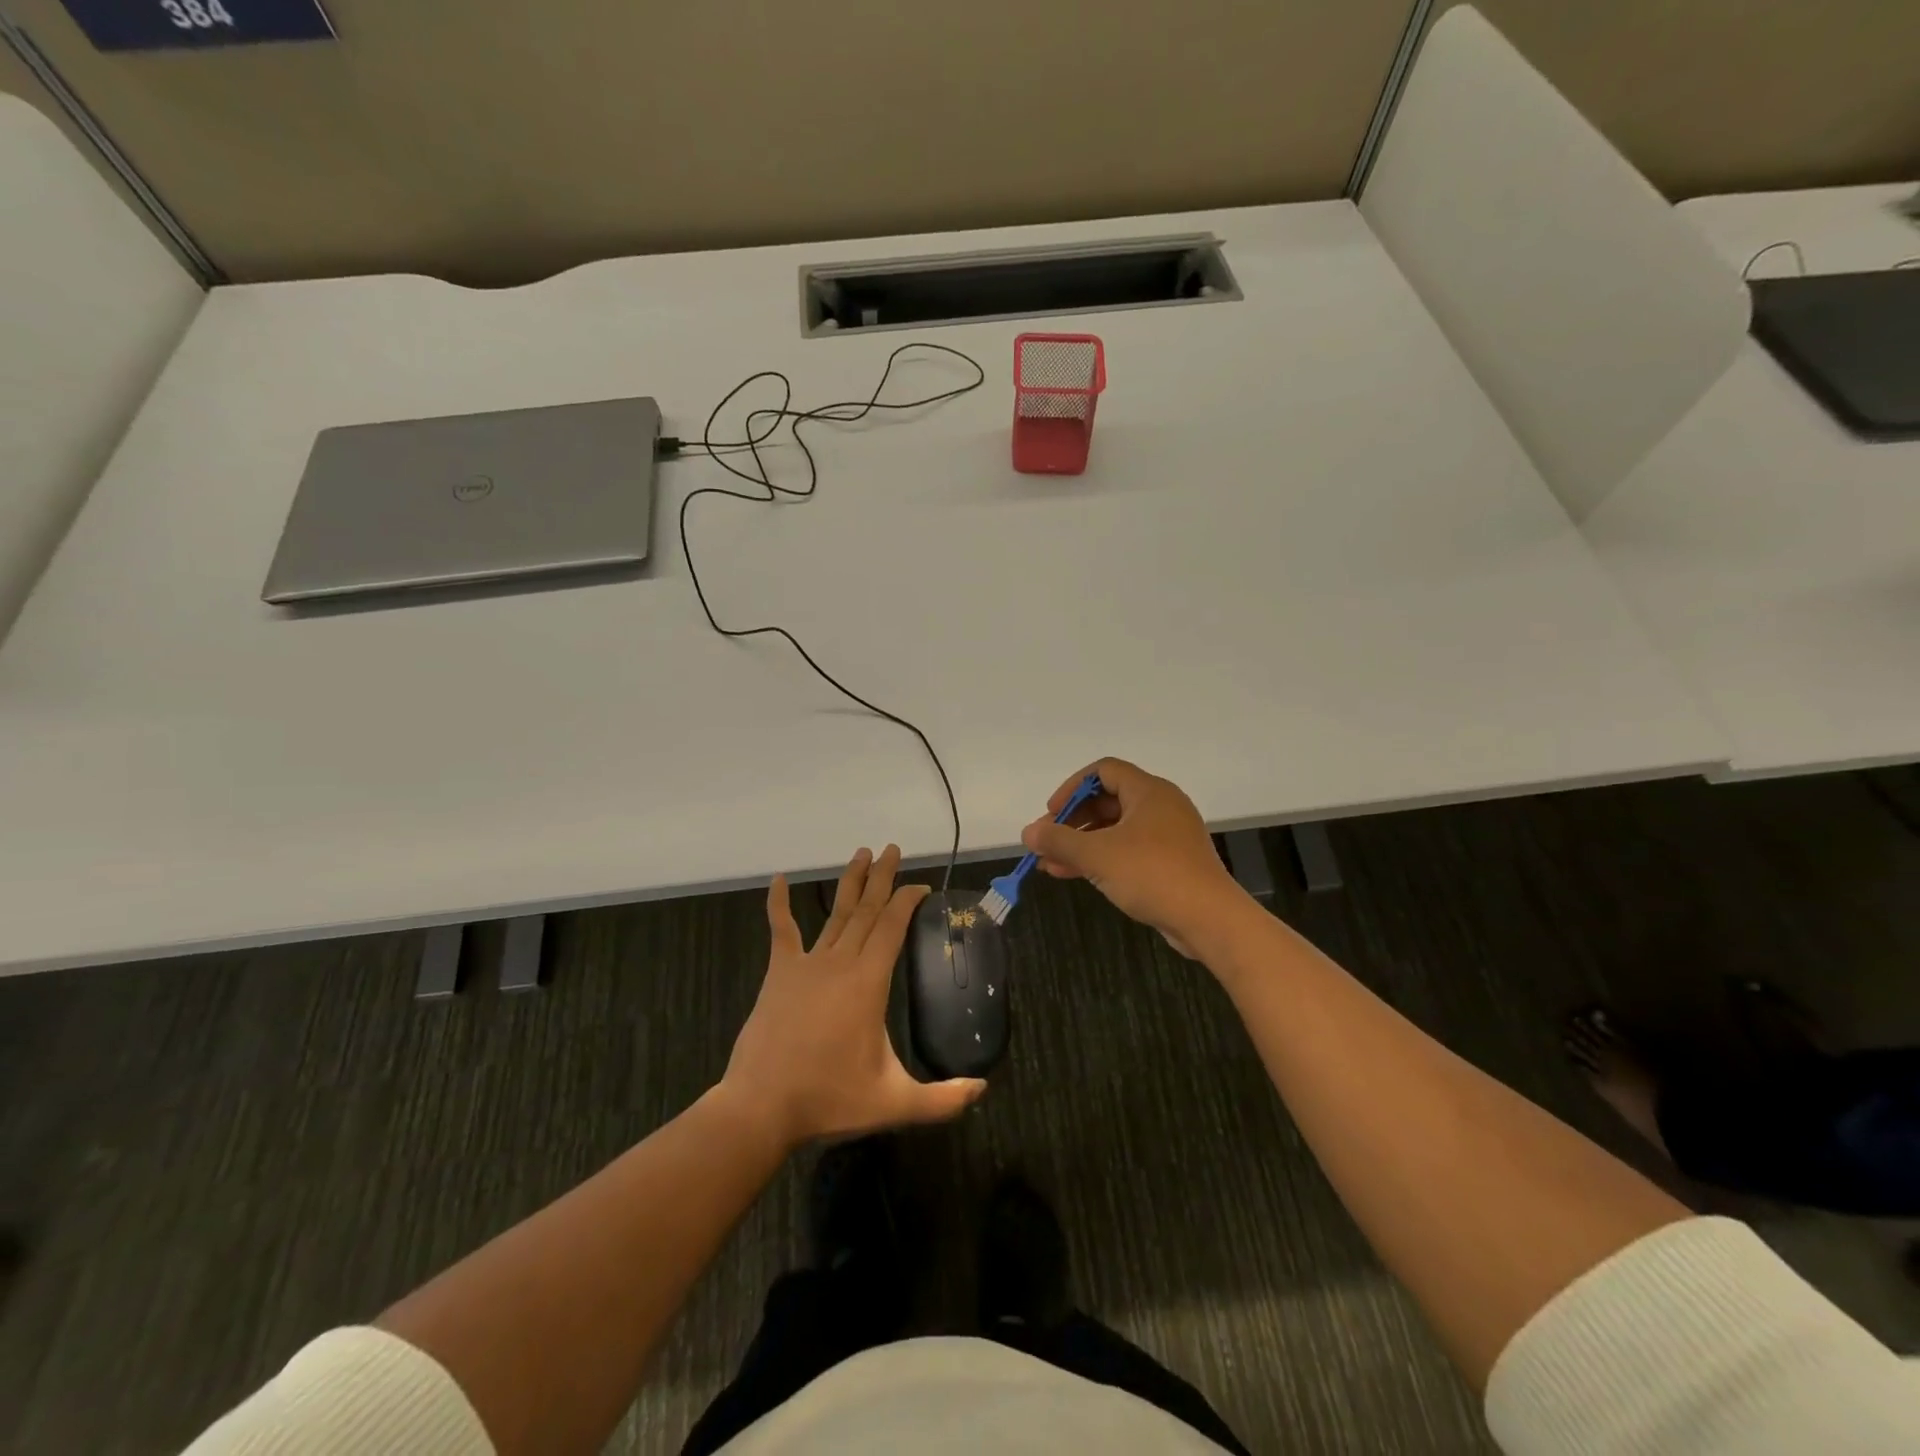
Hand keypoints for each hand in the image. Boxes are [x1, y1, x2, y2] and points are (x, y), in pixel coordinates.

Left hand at [721, 845, 985, 1151]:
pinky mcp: (779, 974)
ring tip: (862, 854)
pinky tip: (779, 879)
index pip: (893, 927)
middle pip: (867, 910)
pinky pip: (781, 931)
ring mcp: (807, 965)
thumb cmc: (829, 1099)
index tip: (920, 887)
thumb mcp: (895, 1102)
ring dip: (850, 883)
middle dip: (882, 878)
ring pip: (835, 914)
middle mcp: (840, 962)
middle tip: (893, 849)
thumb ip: (942, 1099)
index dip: (907, 901)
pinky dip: (779, 904)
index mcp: (868, 982)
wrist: (762, 1107)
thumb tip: (982, 1089)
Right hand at [1021, 758, 1245, 957]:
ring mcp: (1169, 836)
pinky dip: (1102, 859)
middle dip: (1073, 821)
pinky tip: (1077, 876)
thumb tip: (1028, 832)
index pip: (1103, 771)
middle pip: (1108, 800)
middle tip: (1048, 841)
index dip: (1072, 788)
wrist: (1209, 919)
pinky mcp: (1172, 862)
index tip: (1051, 814)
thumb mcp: (1097, 855)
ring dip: (1083, 844)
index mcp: (1149, 791)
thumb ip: (1059, 840)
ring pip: (1116, 829)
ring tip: (1051, 864)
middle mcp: (1161, 806)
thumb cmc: (1152, 874)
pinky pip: (1129, 851)